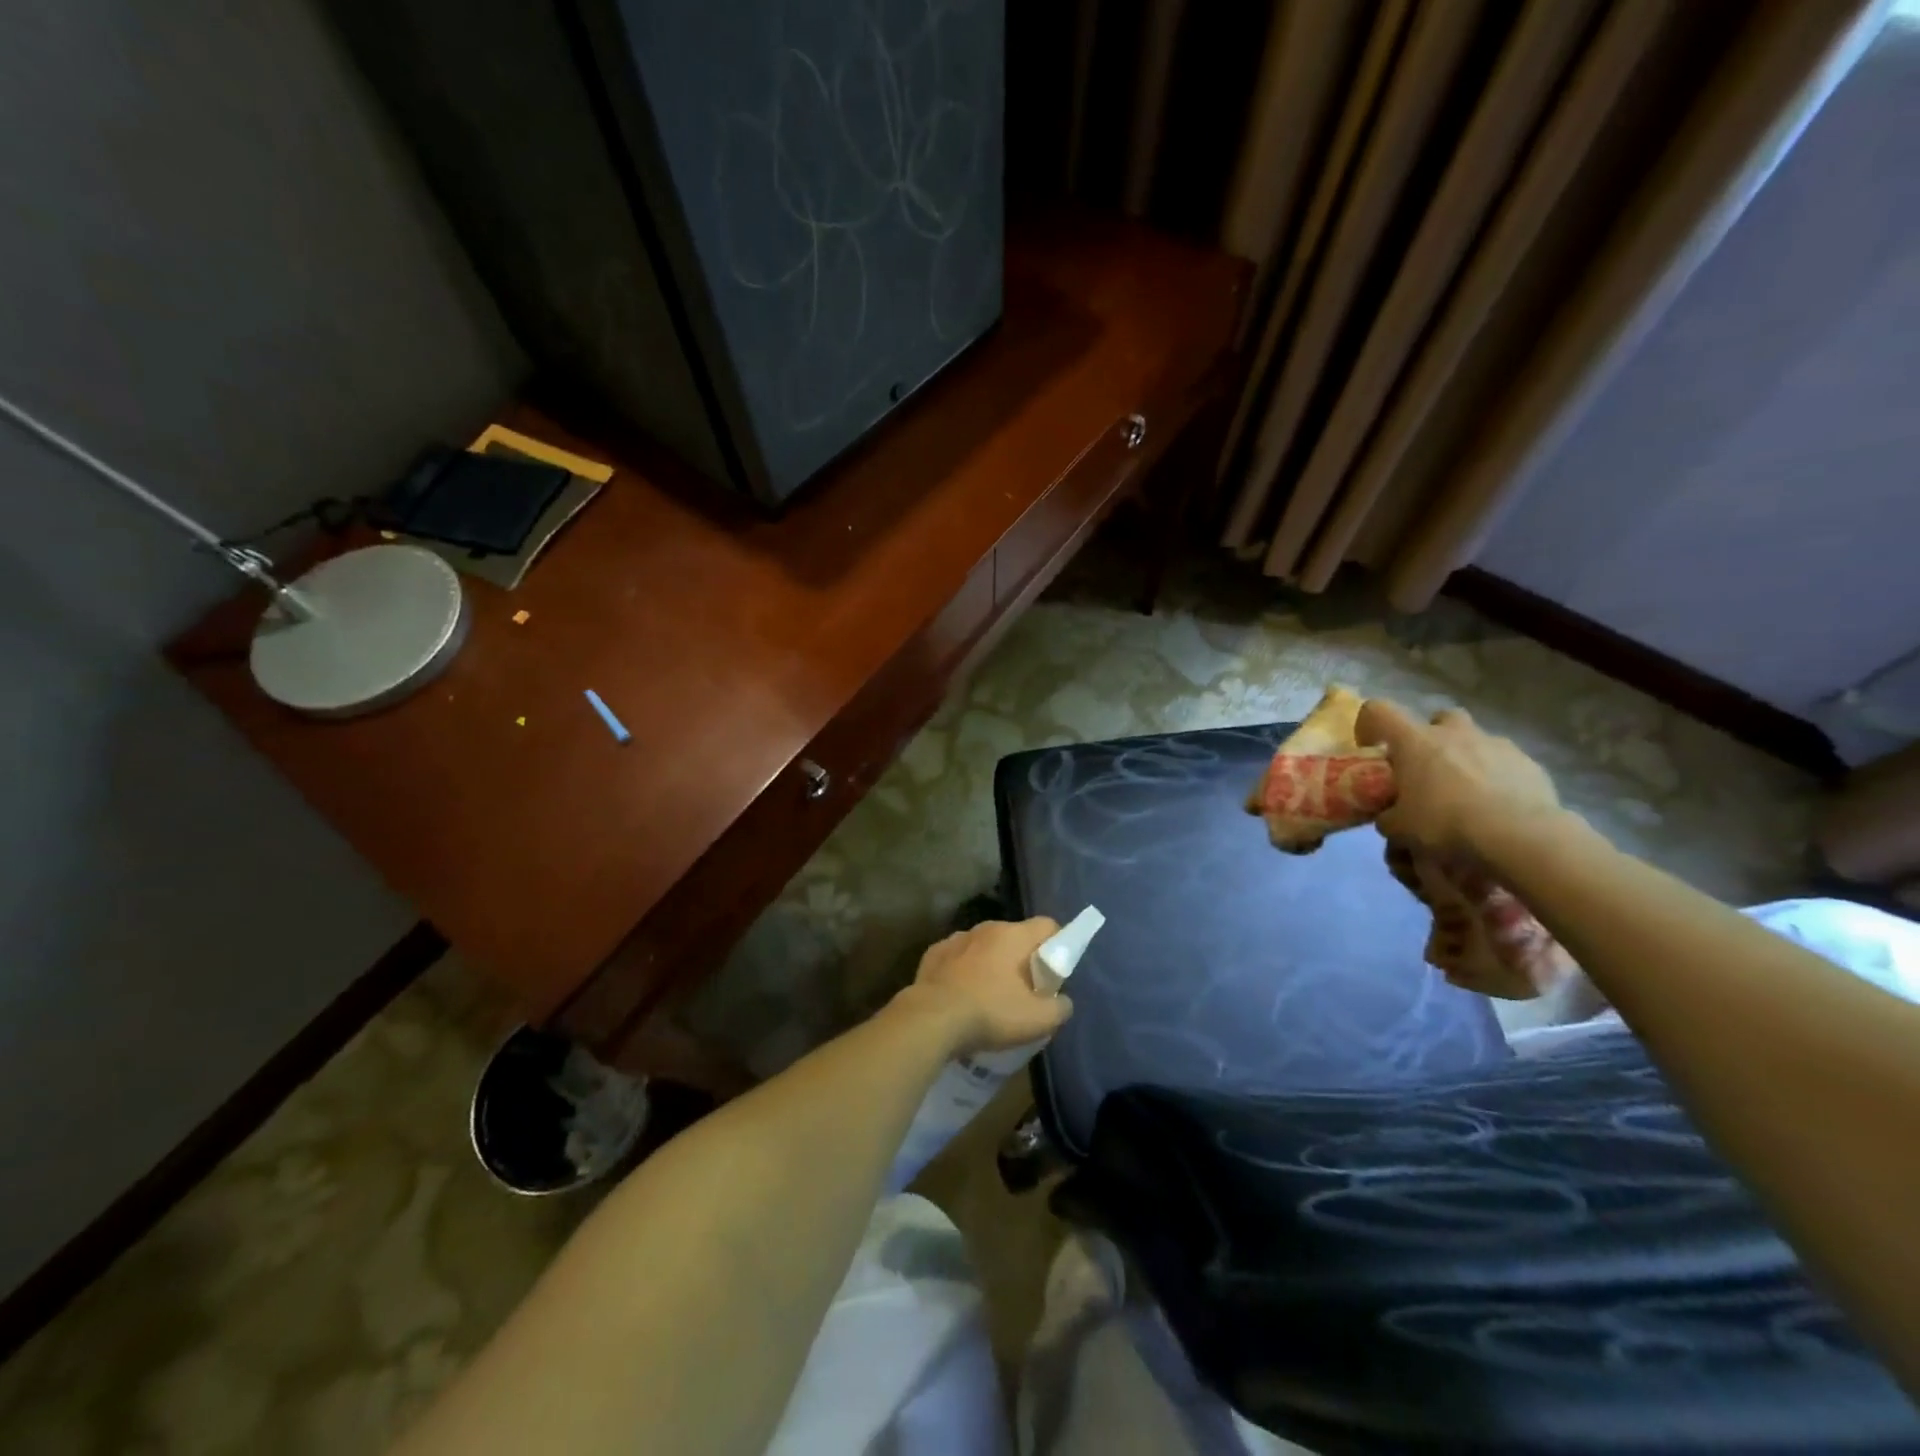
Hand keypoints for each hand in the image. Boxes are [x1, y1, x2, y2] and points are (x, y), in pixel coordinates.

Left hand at [898, 917, 1072, 1055]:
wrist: (931, 1019)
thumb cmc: (990, 1013)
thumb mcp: (1037, 1020)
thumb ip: (1060, 1008)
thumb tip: (1062, 1001)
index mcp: (1013, 935)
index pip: (1047, 925)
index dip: (1058, 945)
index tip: (1055, 972)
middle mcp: (985, 928)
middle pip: (1015, 936)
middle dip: (1024, 958)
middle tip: (1025, 990)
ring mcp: (956, 938)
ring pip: (985, 946)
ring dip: (992, 963)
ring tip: (990, 994)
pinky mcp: (934, 953)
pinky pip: (959, 957)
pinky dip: (965, 970)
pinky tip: (962, 994)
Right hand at [1355, 699, 1562, 856]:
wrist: (1519, 838)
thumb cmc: (1444, 824)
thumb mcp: (1398, 828)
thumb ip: (1388, 816)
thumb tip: (1390, 817)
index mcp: (1415, 741)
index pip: (1378, 711)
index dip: (1370, 726)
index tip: (1372, 752)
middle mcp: (1454, 733)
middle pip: (1439, 718)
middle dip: (1432, 738)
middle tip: (1427, 771)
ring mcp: (1497, 745)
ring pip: (1476, 741)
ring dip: (1467, 761)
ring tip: (1467, 798)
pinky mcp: (1530, 765)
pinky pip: (1506, 765)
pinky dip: (1498, 781)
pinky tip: (1498, 812)